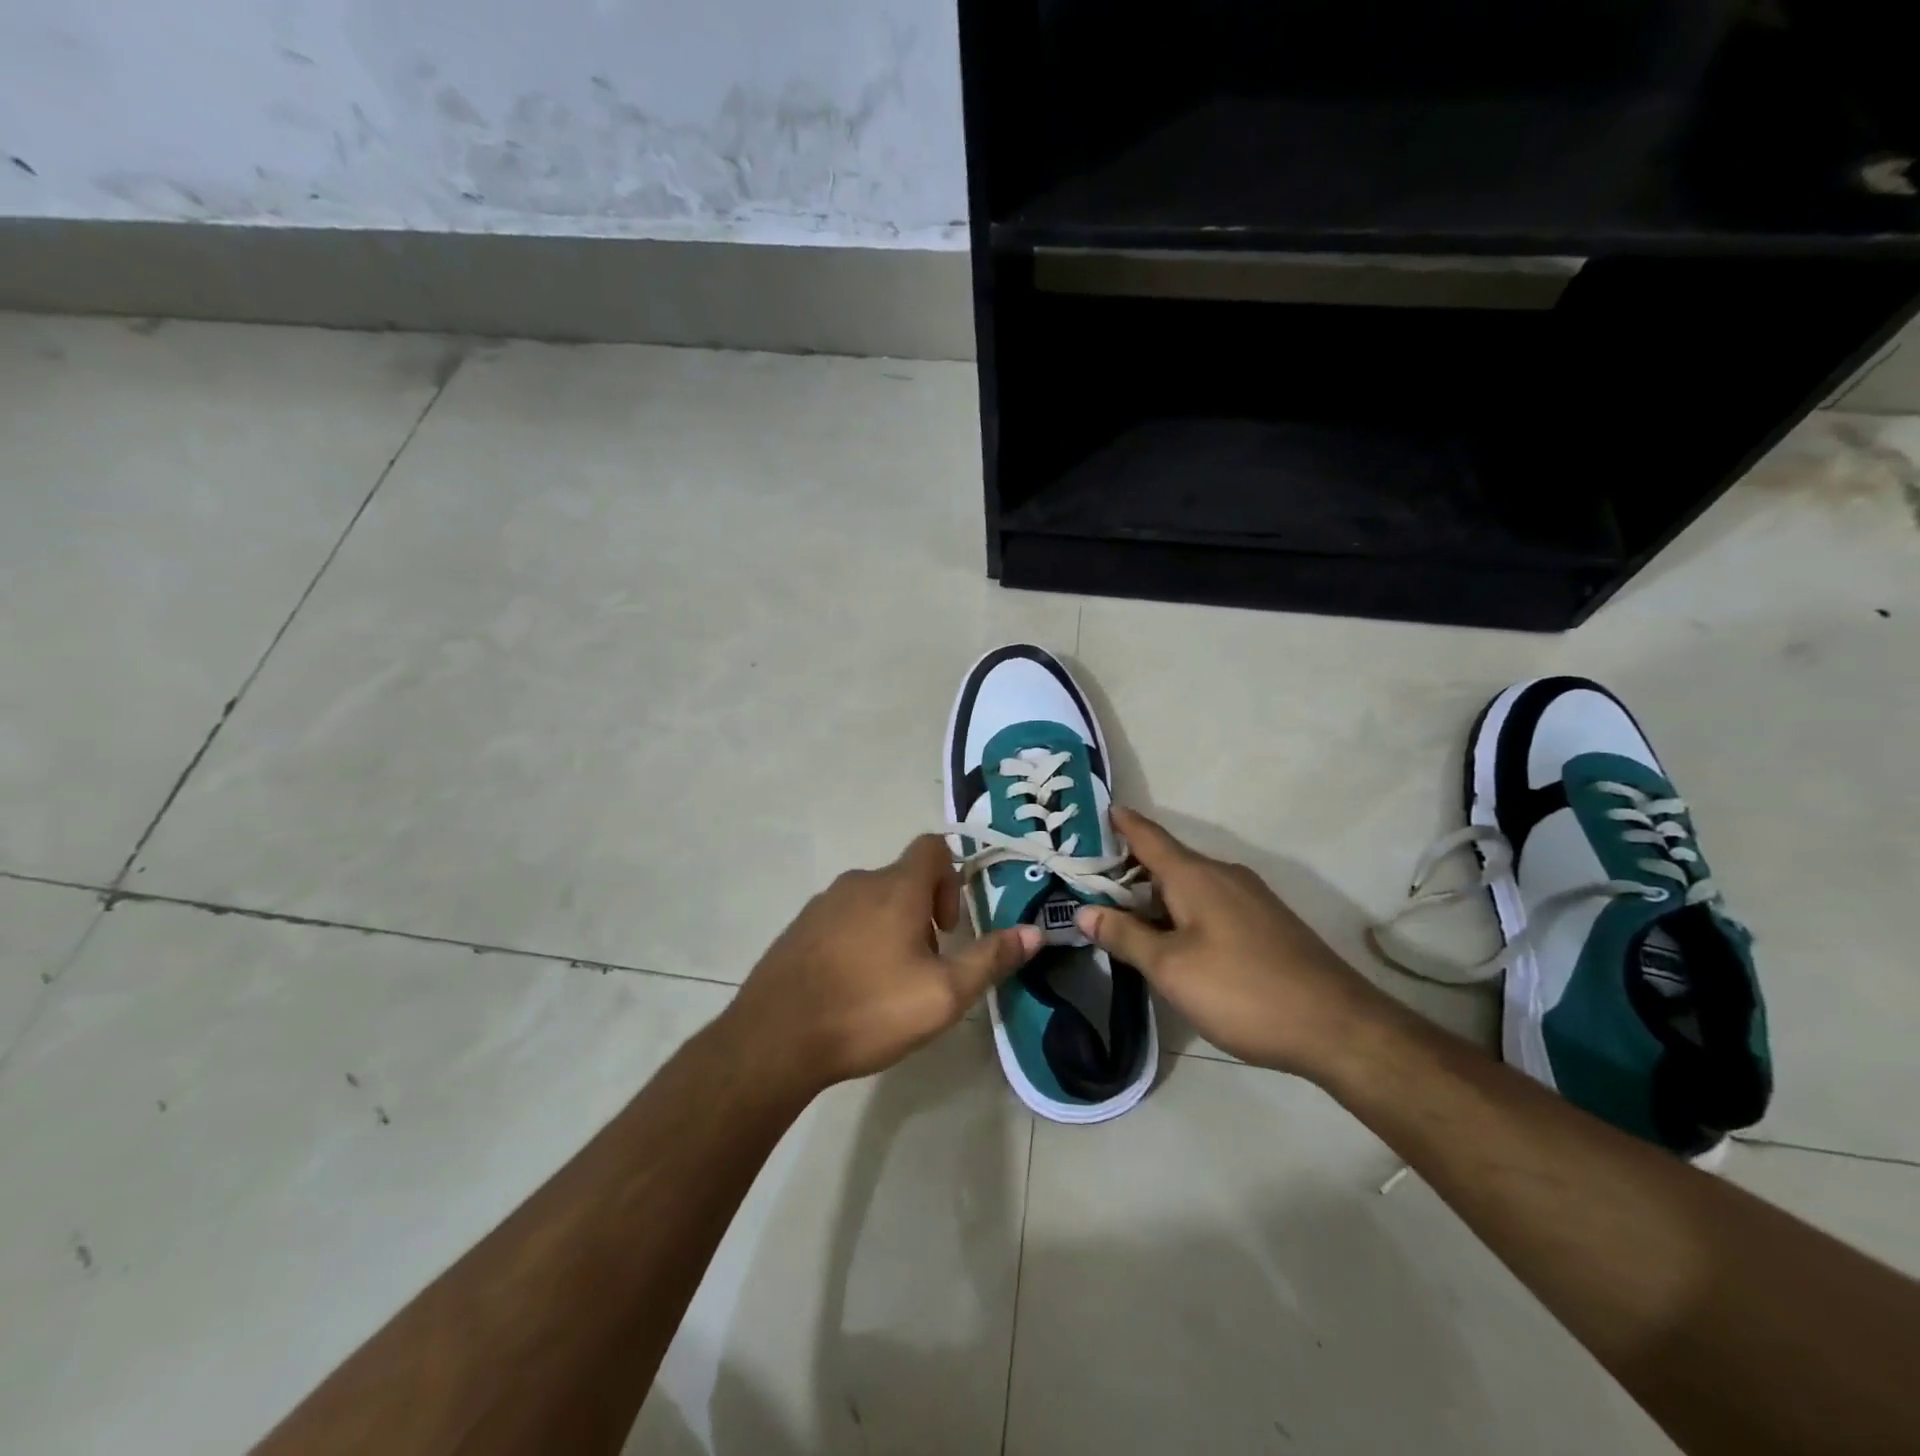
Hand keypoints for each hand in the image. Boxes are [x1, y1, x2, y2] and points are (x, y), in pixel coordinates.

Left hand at [722, 835, 1040, 1096]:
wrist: (776, 1038)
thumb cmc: (869, 1009)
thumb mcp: (943, 994)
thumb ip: (990, 959)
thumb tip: (1035, 933)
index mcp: (895, 888)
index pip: (932, 847)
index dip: (951, 878)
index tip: (948, 928)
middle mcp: (857, 883)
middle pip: (903, 879)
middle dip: (923, 914)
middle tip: (924, 967)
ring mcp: (821, 904)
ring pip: (871, 901)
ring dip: (890, 928)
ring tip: (888, 982)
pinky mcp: (798, 929)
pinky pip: (841, 920)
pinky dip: (857, 940)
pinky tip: (851, 987)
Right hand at [1076, 808, 1390, 1077]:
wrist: (1337, 1027)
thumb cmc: (1242, 990)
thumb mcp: (1171, 968)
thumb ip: (1125, 936)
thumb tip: (1084, 912)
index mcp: (1195, 875)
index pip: (1147, 835)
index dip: (1119, 823)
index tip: (1093, 812)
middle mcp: (1223, 875)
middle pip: (1166, 861)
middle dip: (1127, 869)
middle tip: (1088, 882)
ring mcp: (1249, 898)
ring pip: (1188, 885)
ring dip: (1154, 895)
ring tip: (1121, 914)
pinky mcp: (1265, 923)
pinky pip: (1210, 903)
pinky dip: (1181, 911)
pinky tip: (1171, 940)